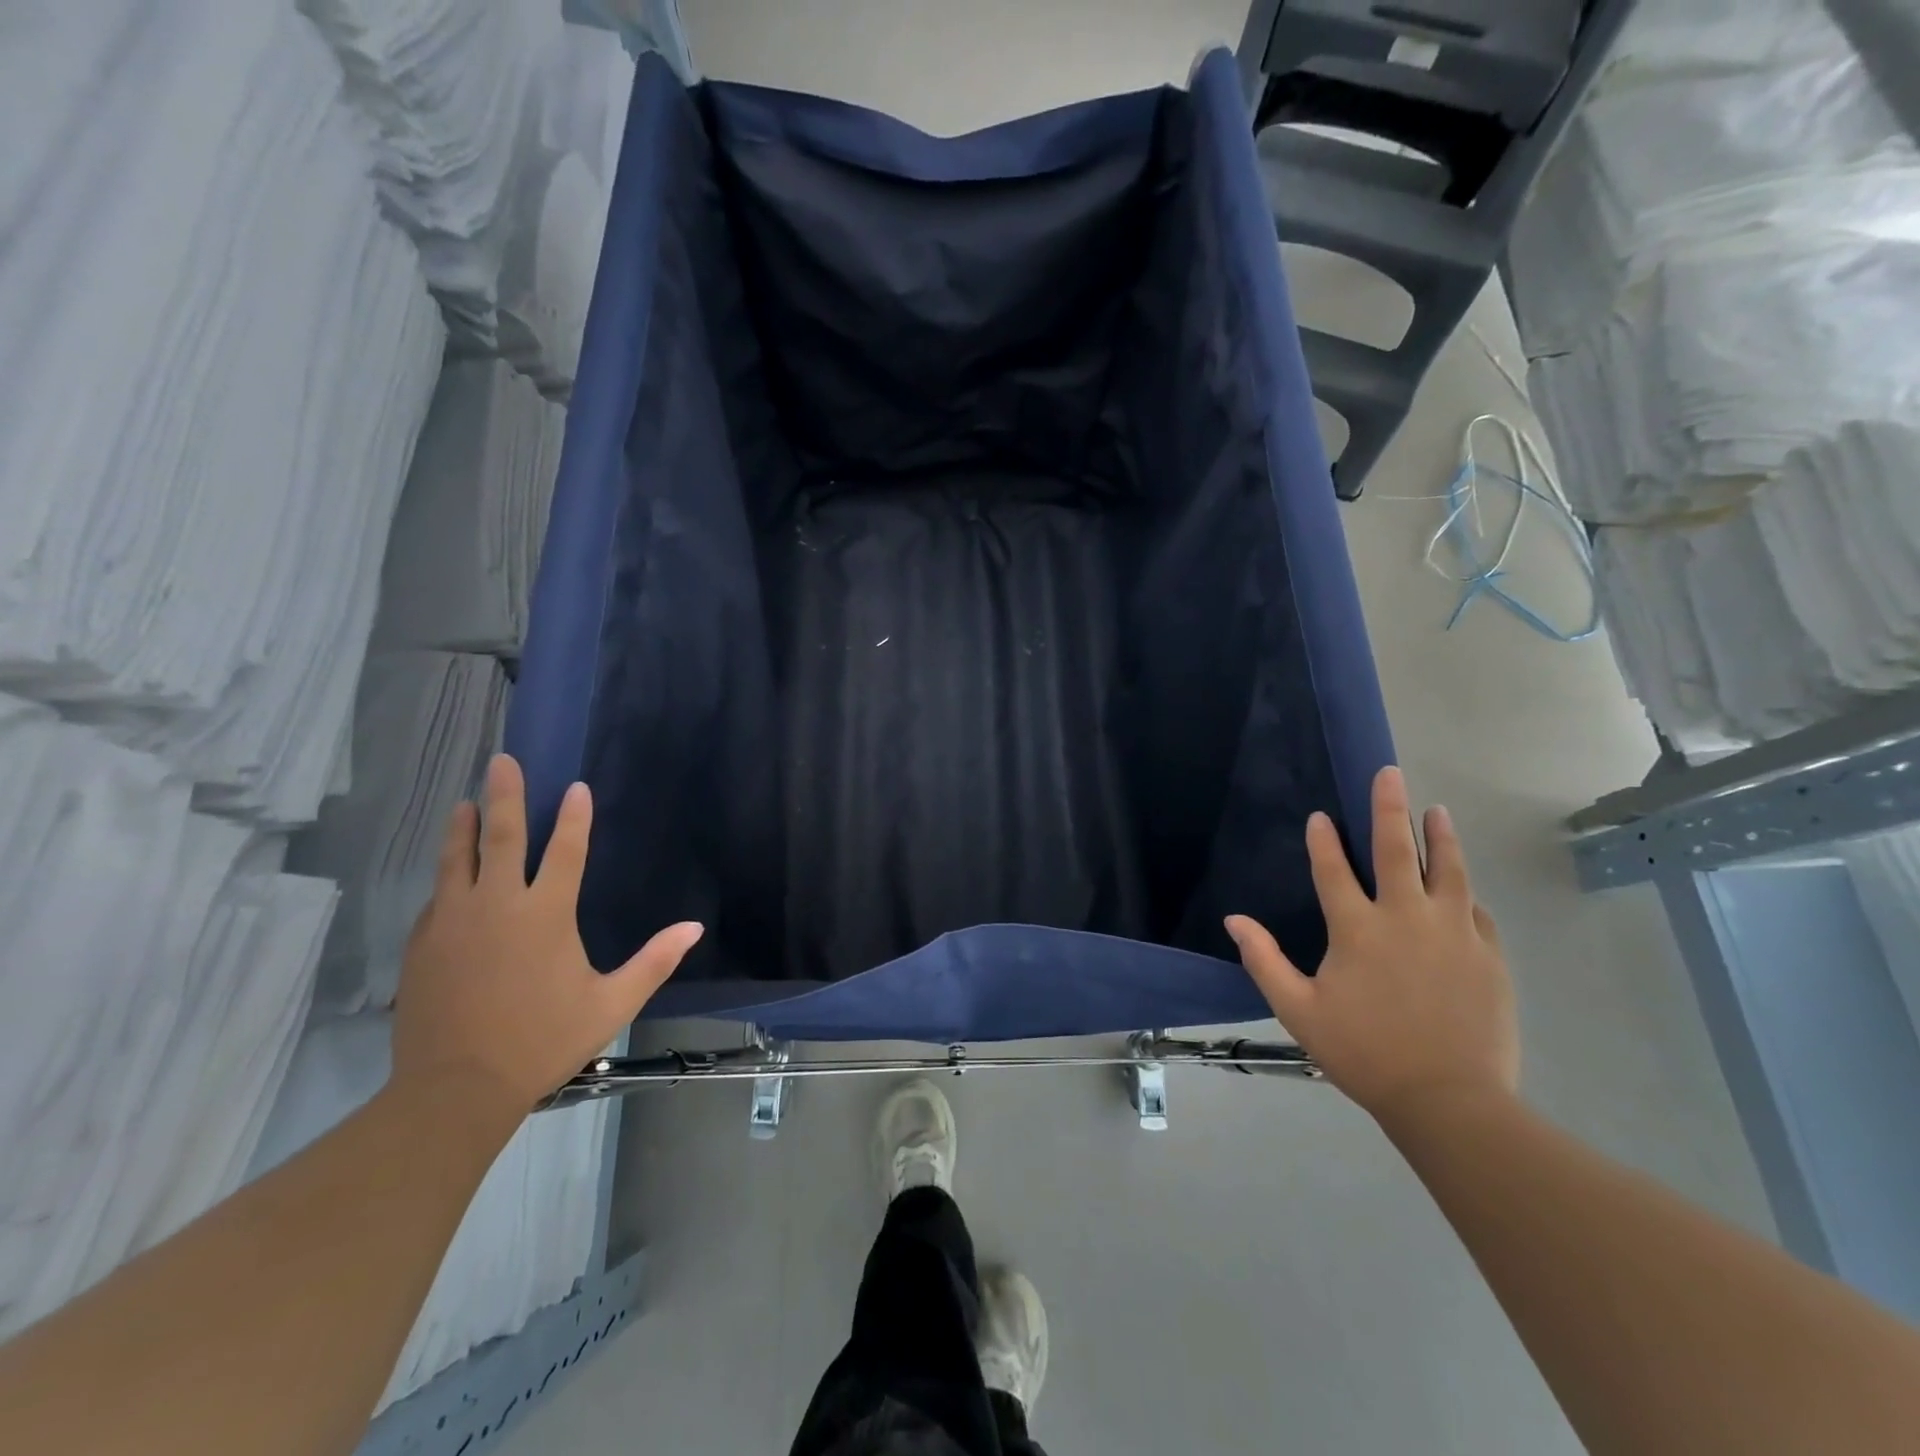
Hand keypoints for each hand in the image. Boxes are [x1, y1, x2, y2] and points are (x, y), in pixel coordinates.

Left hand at [391, 754, 702, 1120]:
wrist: (455, 1088)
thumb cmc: (544, 1040)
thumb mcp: (611, 1004)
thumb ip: (655, 961)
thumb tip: (695, 927)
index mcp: (546, 915)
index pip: (566, 851)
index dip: (574, 817)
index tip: (575, 787)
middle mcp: (497, 905)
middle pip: (501, 838)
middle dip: (505, 796)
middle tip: (502, 761)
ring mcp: (452, 922)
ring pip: (457, 859)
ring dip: (464, 827)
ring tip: (465, 803)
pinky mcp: (422, 944)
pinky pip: (437, 897)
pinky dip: (447, 876)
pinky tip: (449, 874)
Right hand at [1225, 766, 1517, 1125]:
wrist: (1449, 1100)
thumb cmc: (1364, 1052)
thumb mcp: (1298, 1010)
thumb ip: (1264, 960)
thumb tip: (1234, 920)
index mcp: (1356, 928)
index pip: (1334, 870)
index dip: (1322, 841)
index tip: (1319, 816)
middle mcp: (1405, 917)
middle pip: (1396, 850)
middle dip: (1389, 808)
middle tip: (1390, 774)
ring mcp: (1452, 933)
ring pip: (1448, 869)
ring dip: (1439, 836)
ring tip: (1436, 810)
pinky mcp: (1487, 955)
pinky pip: (1475, 910)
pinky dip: (1464, 892)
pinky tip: (1462, 885)